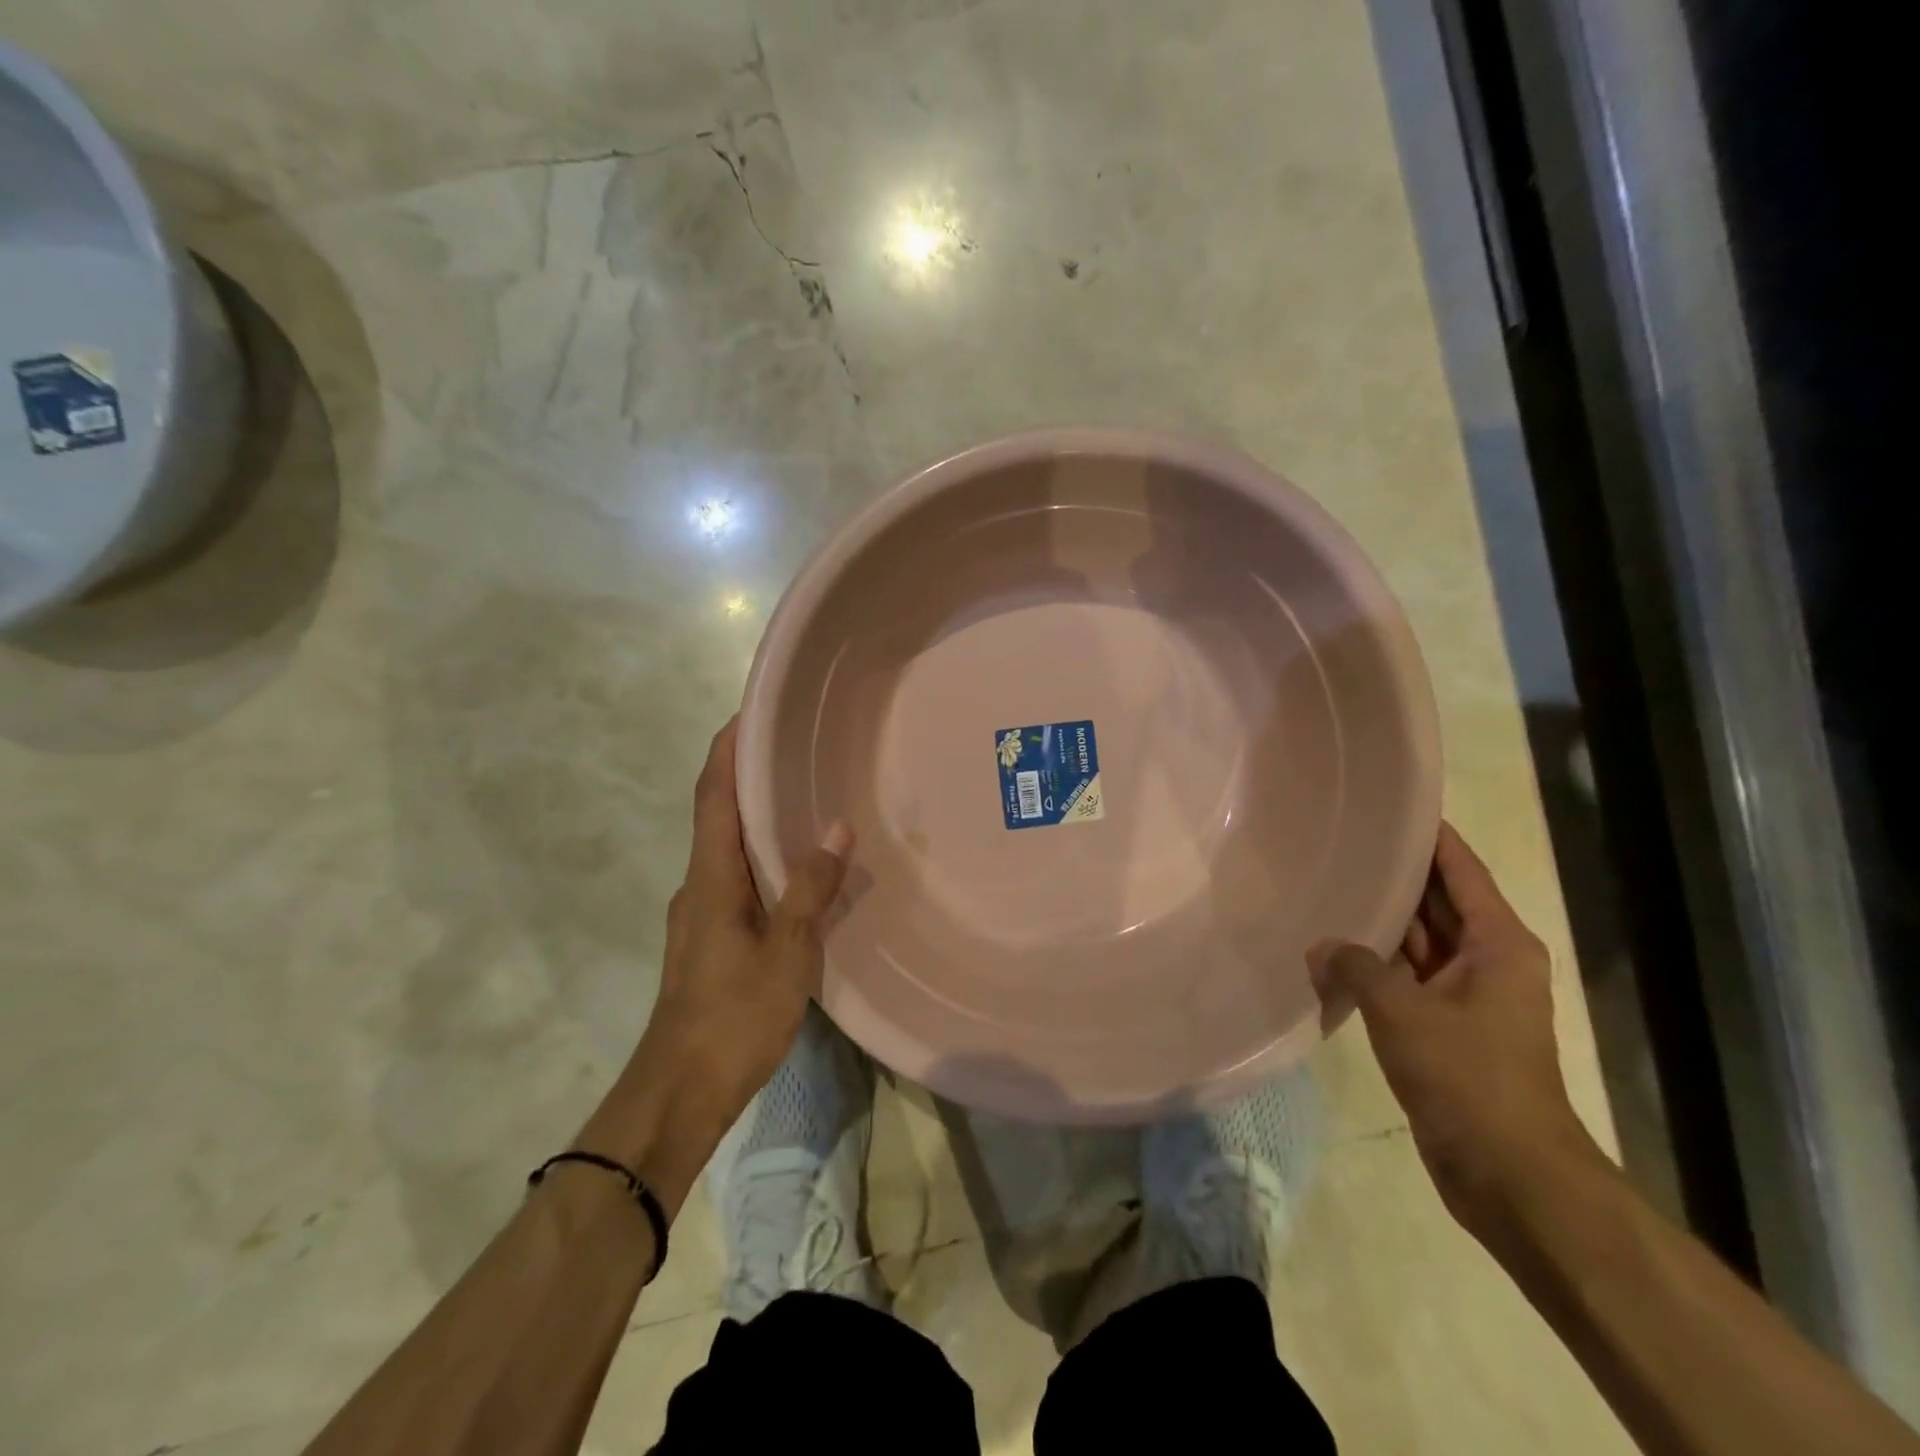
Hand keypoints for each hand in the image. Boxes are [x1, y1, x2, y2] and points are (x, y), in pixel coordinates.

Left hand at [641, 718, 853, 1126]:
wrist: (679, 1090)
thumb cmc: (733, 1016)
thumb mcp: (787, 951)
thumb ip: (811, 888)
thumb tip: (836, 827)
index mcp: (710, 877)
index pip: (713, 794)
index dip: (727, 749)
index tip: (750, 711)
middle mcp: (698, 885)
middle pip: (718, 814)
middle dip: (746, 774)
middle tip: (793, 747)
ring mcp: (700, 914)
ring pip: (728, 848)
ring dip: (756, 816)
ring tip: (803, 797)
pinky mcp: (710, 939)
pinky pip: (737, 878)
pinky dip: (761, 856)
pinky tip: (796, 869)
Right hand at [1311, 822, 1600, 1230]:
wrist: (1509, 1173)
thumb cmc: (1469, 1078)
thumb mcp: (1403, 1011)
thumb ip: (1356, 966)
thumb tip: (1319, 947)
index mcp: (1498, 943)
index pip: (1461, 870)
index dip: (1430, 837)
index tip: (1390, 806)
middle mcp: (1487, 961)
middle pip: (1437, 903)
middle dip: (1393, 877)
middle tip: (1339, 843)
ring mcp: (1465, 997)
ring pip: (1416, 943)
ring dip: (1378, 925)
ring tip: (1326, 887)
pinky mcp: (1444, 1028)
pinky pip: (1404, 980)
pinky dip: (1372, 966)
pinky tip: (1330, 952)